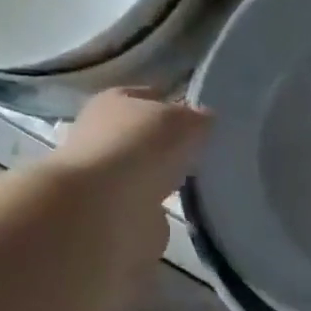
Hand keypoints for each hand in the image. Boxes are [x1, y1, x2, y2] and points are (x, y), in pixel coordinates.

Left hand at [46, 88, 210, 298]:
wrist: (105, 208)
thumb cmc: (140, 147)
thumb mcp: (184, 120)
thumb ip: (199, 119)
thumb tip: (205, 123)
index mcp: (113, 102)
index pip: (148, 97)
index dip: (174, 104)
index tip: (202, 121)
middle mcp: (103, 136)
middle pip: (145, 137)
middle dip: (171, 145)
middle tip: (206, 153)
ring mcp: (108, 178)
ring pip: (148, 172)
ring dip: (167, 178)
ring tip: (202, 182)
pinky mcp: (116, 213)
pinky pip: (150, 205)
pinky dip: (165, 208)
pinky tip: (187, 209)